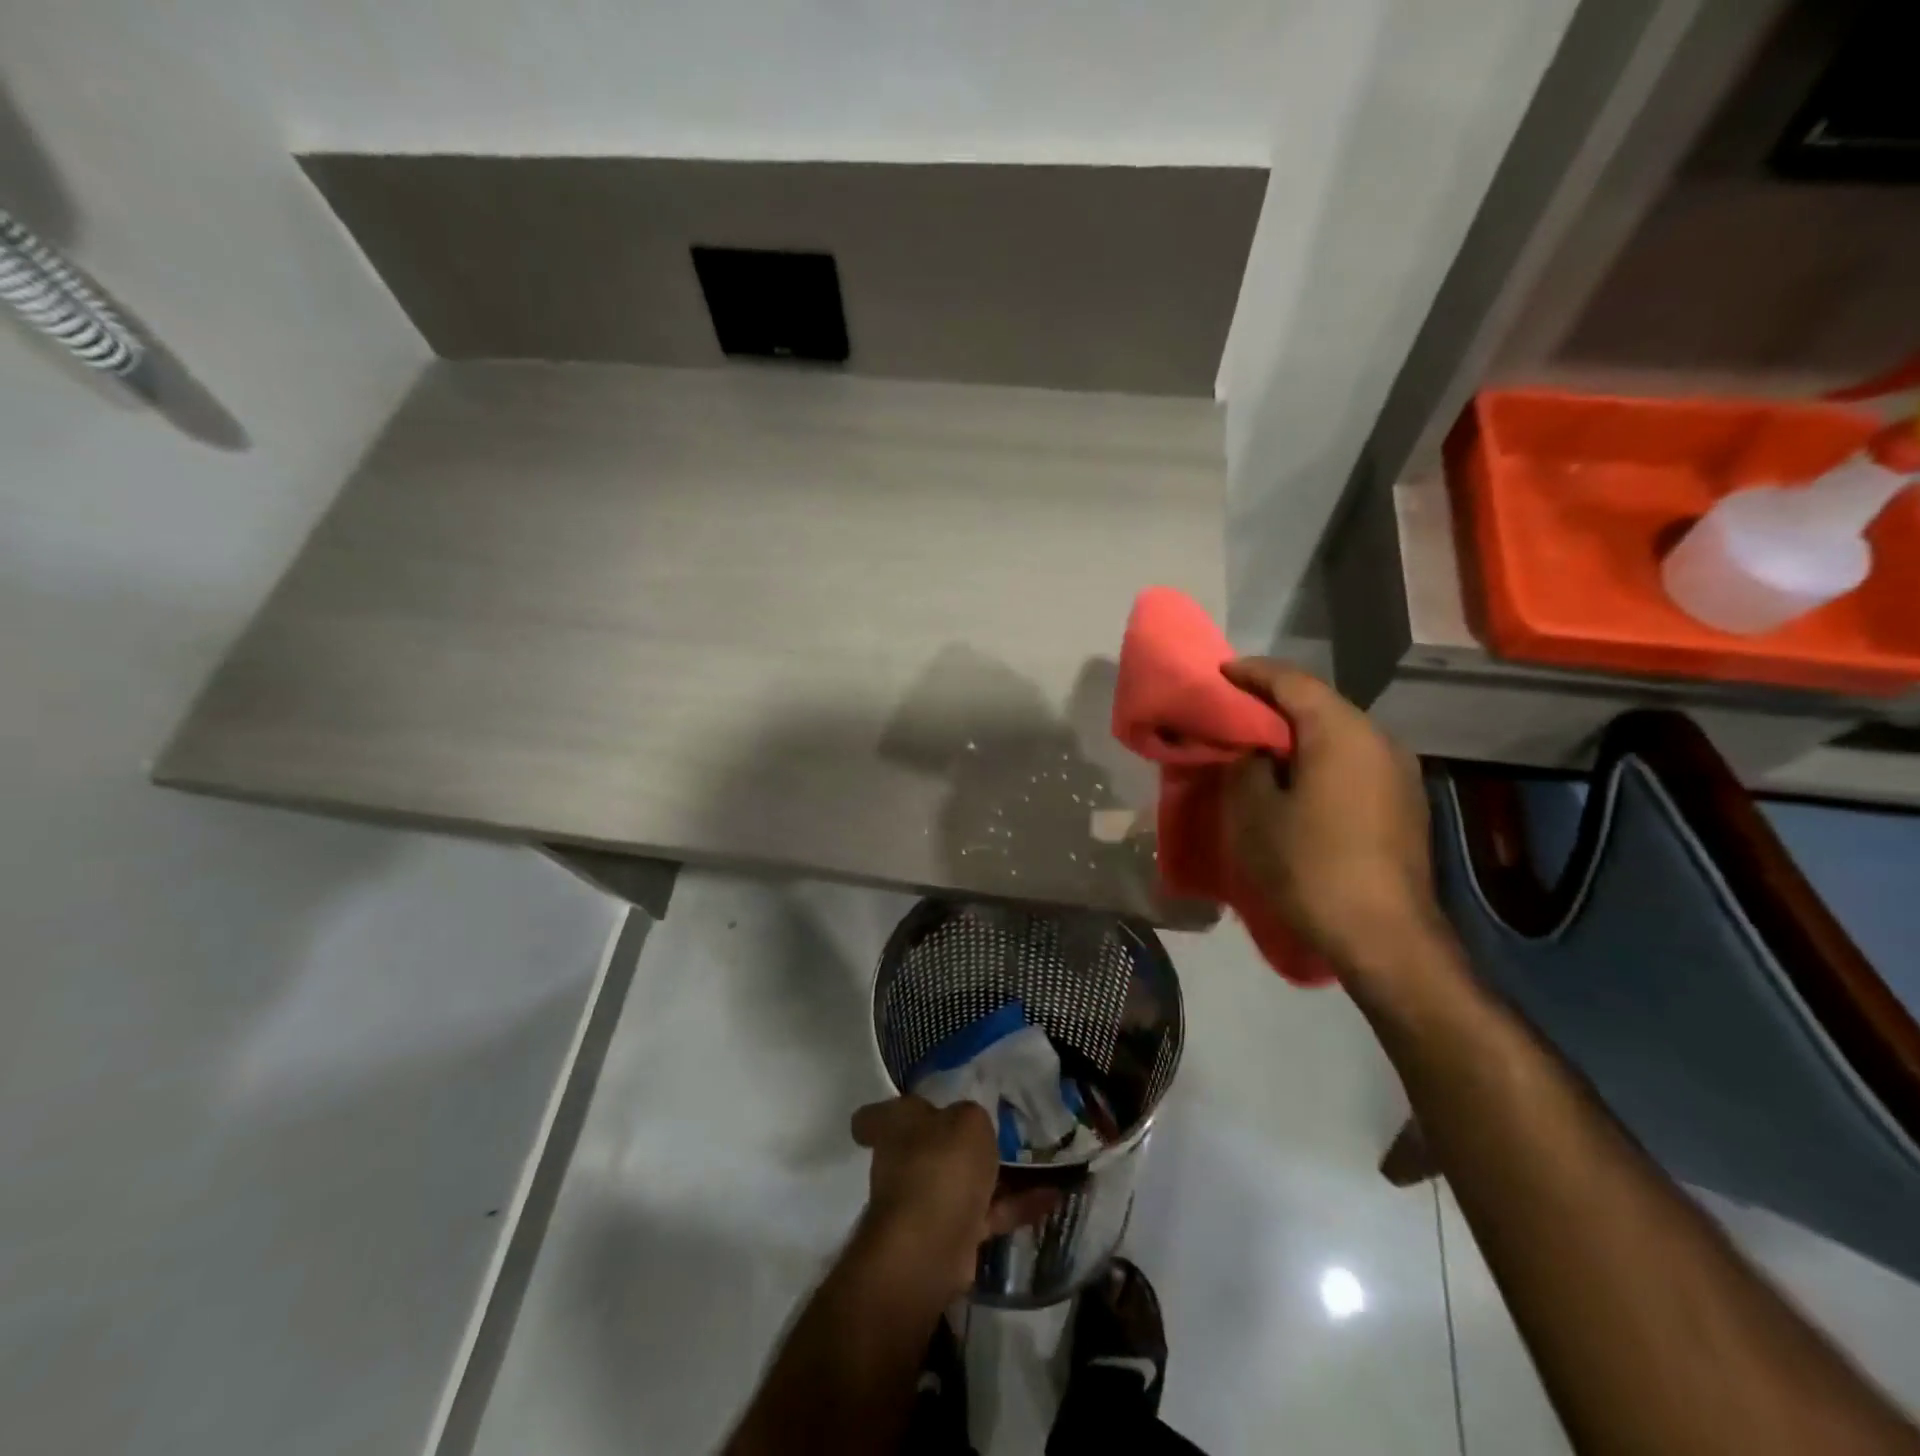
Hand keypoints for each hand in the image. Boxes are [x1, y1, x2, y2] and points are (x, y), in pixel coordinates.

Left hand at [850, 1097, 1053, 1296]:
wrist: (931, 1246)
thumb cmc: (941, 1165)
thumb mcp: (968, 1120)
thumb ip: (972, 1117)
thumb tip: (968, 1126)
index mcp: (895, 1126)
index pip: (874, 1116)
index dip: (885, 1112)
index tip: (910, 1111)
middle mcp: (902, 1161)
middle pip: (926, 1146)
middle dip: (954, 1143)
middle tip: (993, 1130)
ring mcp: (924, 1202)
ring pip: (960, 1181)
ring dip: (992, 1177)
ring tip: (1034, 1162)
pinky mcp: (950, 1236)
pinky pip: (985, 1213)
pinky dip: (1014, 1206)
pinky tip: (1050, 1197)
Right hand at [1220, 659, 1443, 981]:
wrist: (1384, 937)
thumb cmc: (1310, 866)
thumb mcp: (1254, 813)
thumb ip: (1247, 766)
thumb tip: (1255, 752)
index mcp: (1341, 732)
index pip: (1293, 682)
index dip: (1253, 673)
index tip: (1221, 672)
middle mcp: (1379, 740)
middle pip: (1320, 704)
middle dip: (1275, 702)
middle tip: (1235, 709)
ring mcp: (1399, 773)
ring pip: (1339, 735)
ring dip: (1299, 734)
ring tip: (1261, 745)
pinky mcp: (1404, 804)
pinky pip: (1353, 762)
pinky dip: (1320, 759)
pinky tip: (1297, 781)